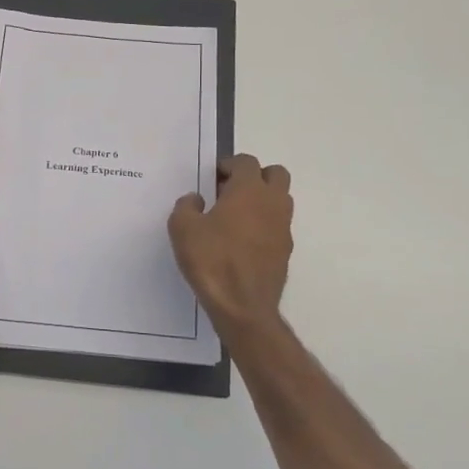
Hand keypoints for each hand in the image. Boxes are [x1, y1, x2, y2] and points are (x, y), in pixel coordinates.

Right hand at [169, 154, 293, 335]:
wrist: (243, 306)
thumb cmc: (212, 260)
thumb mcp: (182, 228)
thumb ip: (186, 205)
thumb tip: (197, 200)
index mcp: (249, 190)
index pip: (246, 162)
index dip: (229, 164)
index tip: (213, 177)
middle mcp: (272, 203)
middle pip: (275, 174)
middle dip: (255, 176)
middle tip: (230, 191)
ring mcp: (283, 227)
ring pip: (280, 200)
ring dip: (261, 200)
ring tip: (234, 217)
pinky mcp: (285, 251)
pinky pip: (277, 226)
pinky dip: (263, 225)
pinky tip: (241, 242)